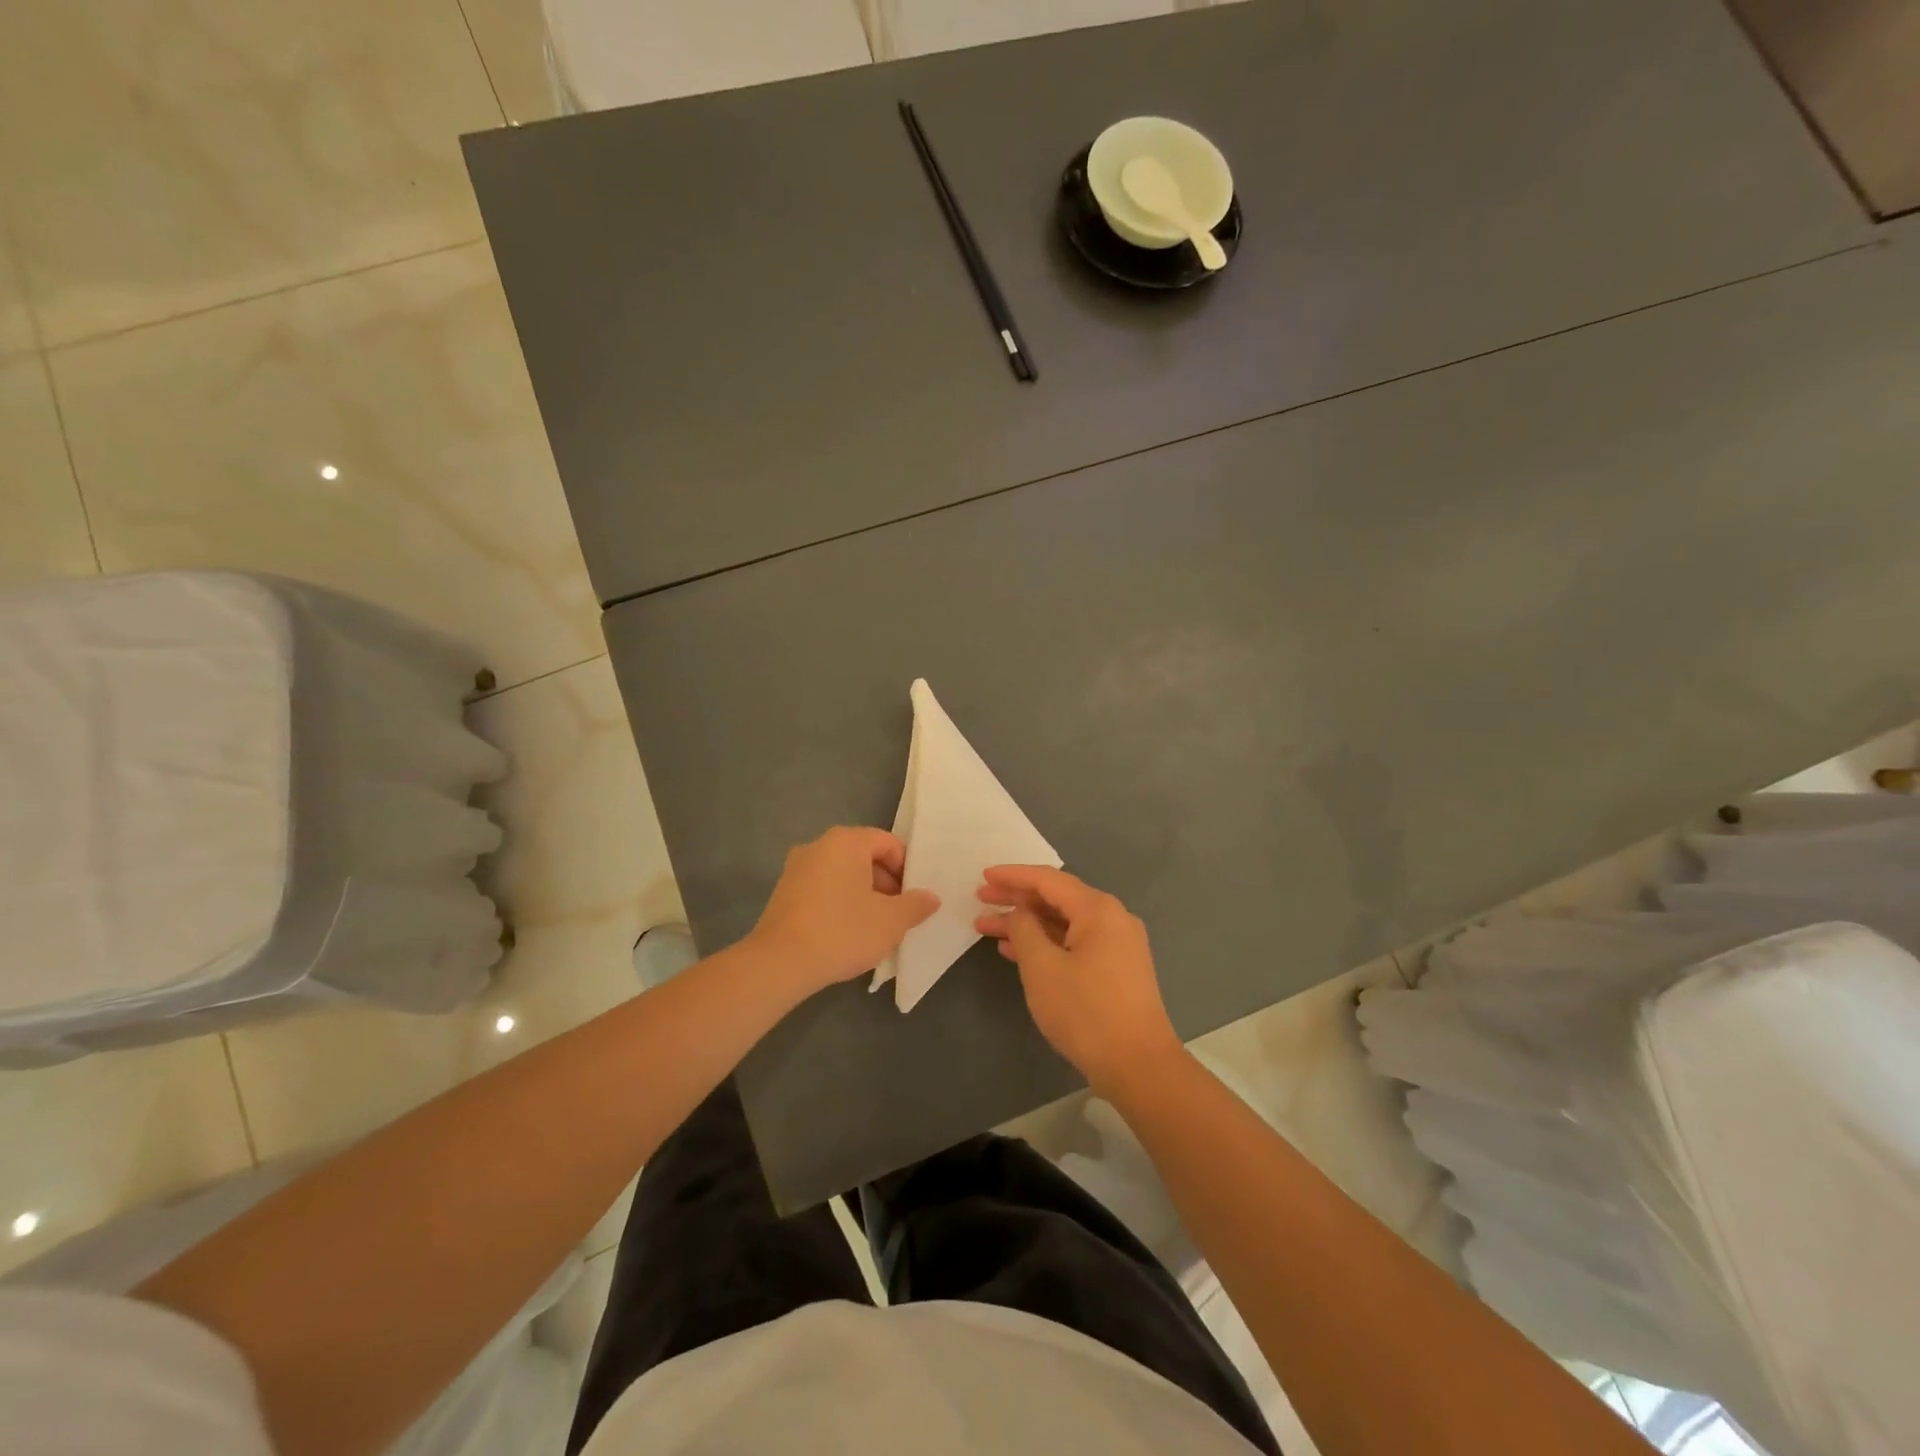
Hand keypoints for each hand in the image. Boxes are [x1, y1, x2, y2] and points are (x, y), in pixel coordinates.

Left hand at [749, 827, 938, 993]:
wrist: (779, 963)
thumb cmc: (842, 931)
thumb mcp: (891, 921)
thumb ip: (916, 905)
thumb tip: (931, 897)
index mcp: (846, 841)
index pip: (888, 843)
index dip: (907, 868)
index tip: (914, 898)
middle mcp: (818, 845)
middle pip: (864, 856)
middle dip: (886, 883)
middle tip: (898, 914)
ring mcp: (796, 869)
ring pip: (842, 874)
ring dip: (863, 895)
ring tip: (875, 927)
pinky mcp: (783, 893)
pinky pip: (822, 889)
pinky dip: (839, 904)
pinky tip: (846, 934)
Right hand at [975, 865, 1183, 1095]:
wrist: (1138, 1066)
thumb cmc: (1086, 1012)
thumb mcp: (1042, 968)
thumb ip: (1024, 930)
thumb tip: (1021, 913)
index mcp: (1098, 910)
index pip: (1048, 880)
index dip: (1013, 876)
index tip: (984, 874)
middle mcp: (1111, 919)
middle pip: (1056, 899)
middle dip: (1016, 899)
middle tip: (980, 898)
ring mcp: (1116, 945)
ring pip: (1063, 923)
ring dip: (1026, 924)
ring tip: (986, 927)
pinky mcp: (1115, 969)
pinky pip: (1073, 943)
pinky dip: (1044, 943)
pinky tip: (1014, 951)